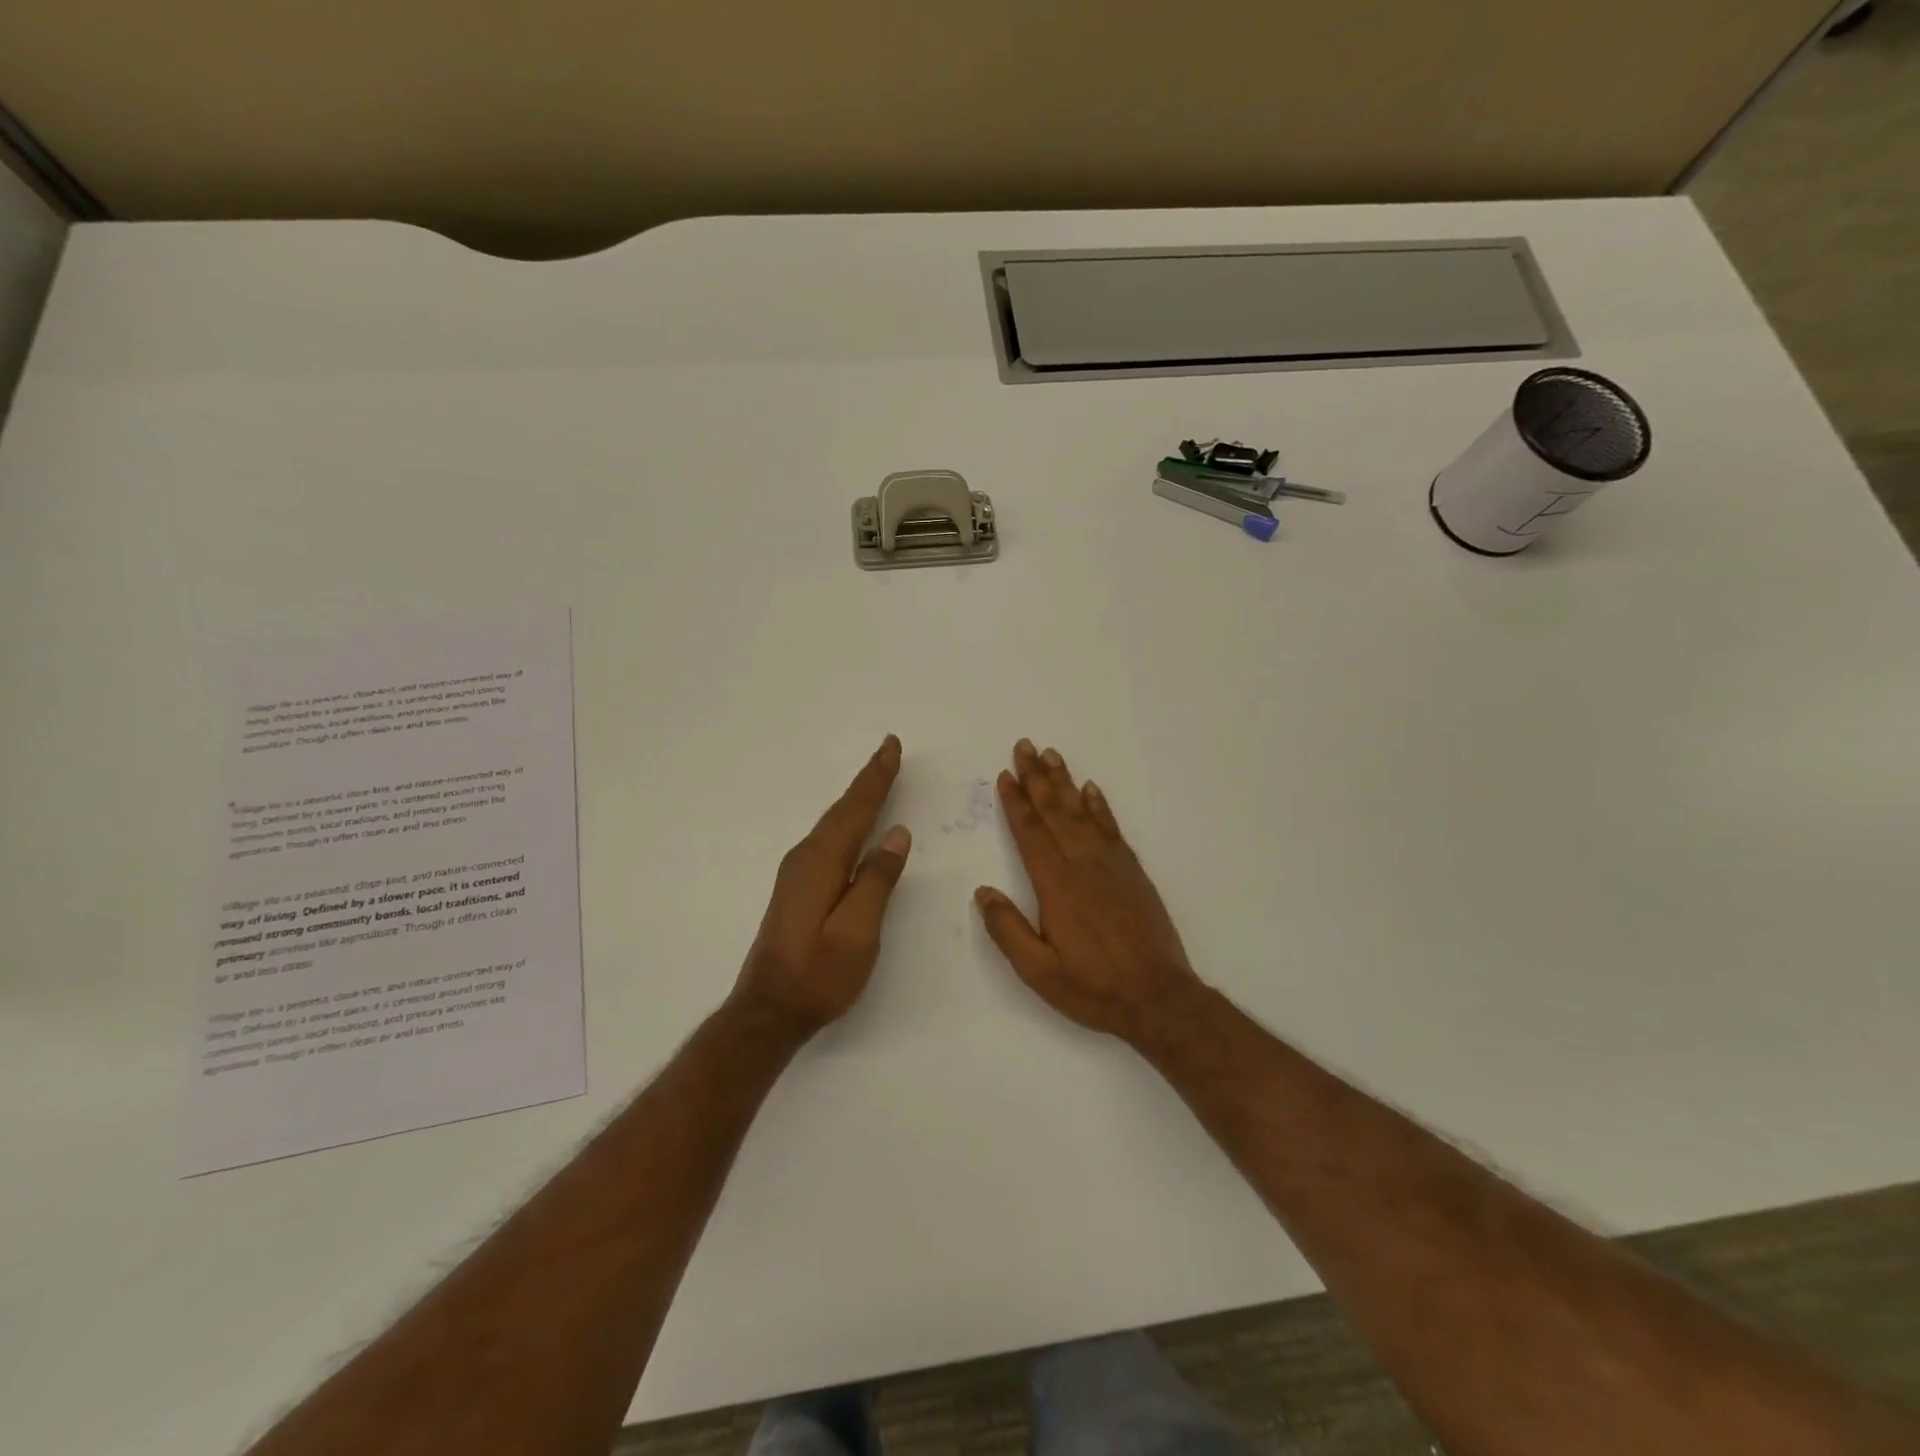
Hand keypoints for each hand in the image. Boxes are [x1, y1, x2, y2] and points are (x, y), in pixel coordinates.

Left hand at [733, 736, 911, 1033]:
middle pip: (842, 810)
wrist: (768, 1011)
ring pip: (833, 823)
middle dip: (867, 780)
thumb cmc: (818, 975)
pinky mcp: (796, 887)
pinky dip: (846, 820)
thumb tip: (896, 834)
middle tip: (888, 751)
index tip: (891, 746)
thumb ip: (878, 880)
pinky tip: (853, 824)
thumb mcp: (858, 931)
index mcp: (822, 862)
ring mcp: (797, 872)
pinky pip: (828, 839)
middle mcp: (805, 858)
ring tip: (877, 777)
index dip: (876, 778)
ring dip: (856, 798)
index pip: (856, 810)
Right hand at [975, 740, 1201, 1045]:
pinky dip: (1100, 806)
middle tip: (1024, 746)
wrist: (1158, 997)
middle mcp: (1083, 865)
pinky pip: (1112, 828)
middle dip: (1037, 778)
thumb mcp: (1038, 971)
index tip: (1005, 775)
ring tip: (1051, 755)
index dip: (1016, 803)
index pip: (1031, 834)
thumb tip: (982, 892)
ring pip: (1083, 812)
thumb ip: (1008, 929)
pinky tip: (1091, 789)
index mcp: (1057, 886)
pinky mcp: (1133, 872)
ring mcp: (1112, 865)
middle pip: (1055, 812)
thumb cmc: (1093, 987)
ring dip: (1065, 782)